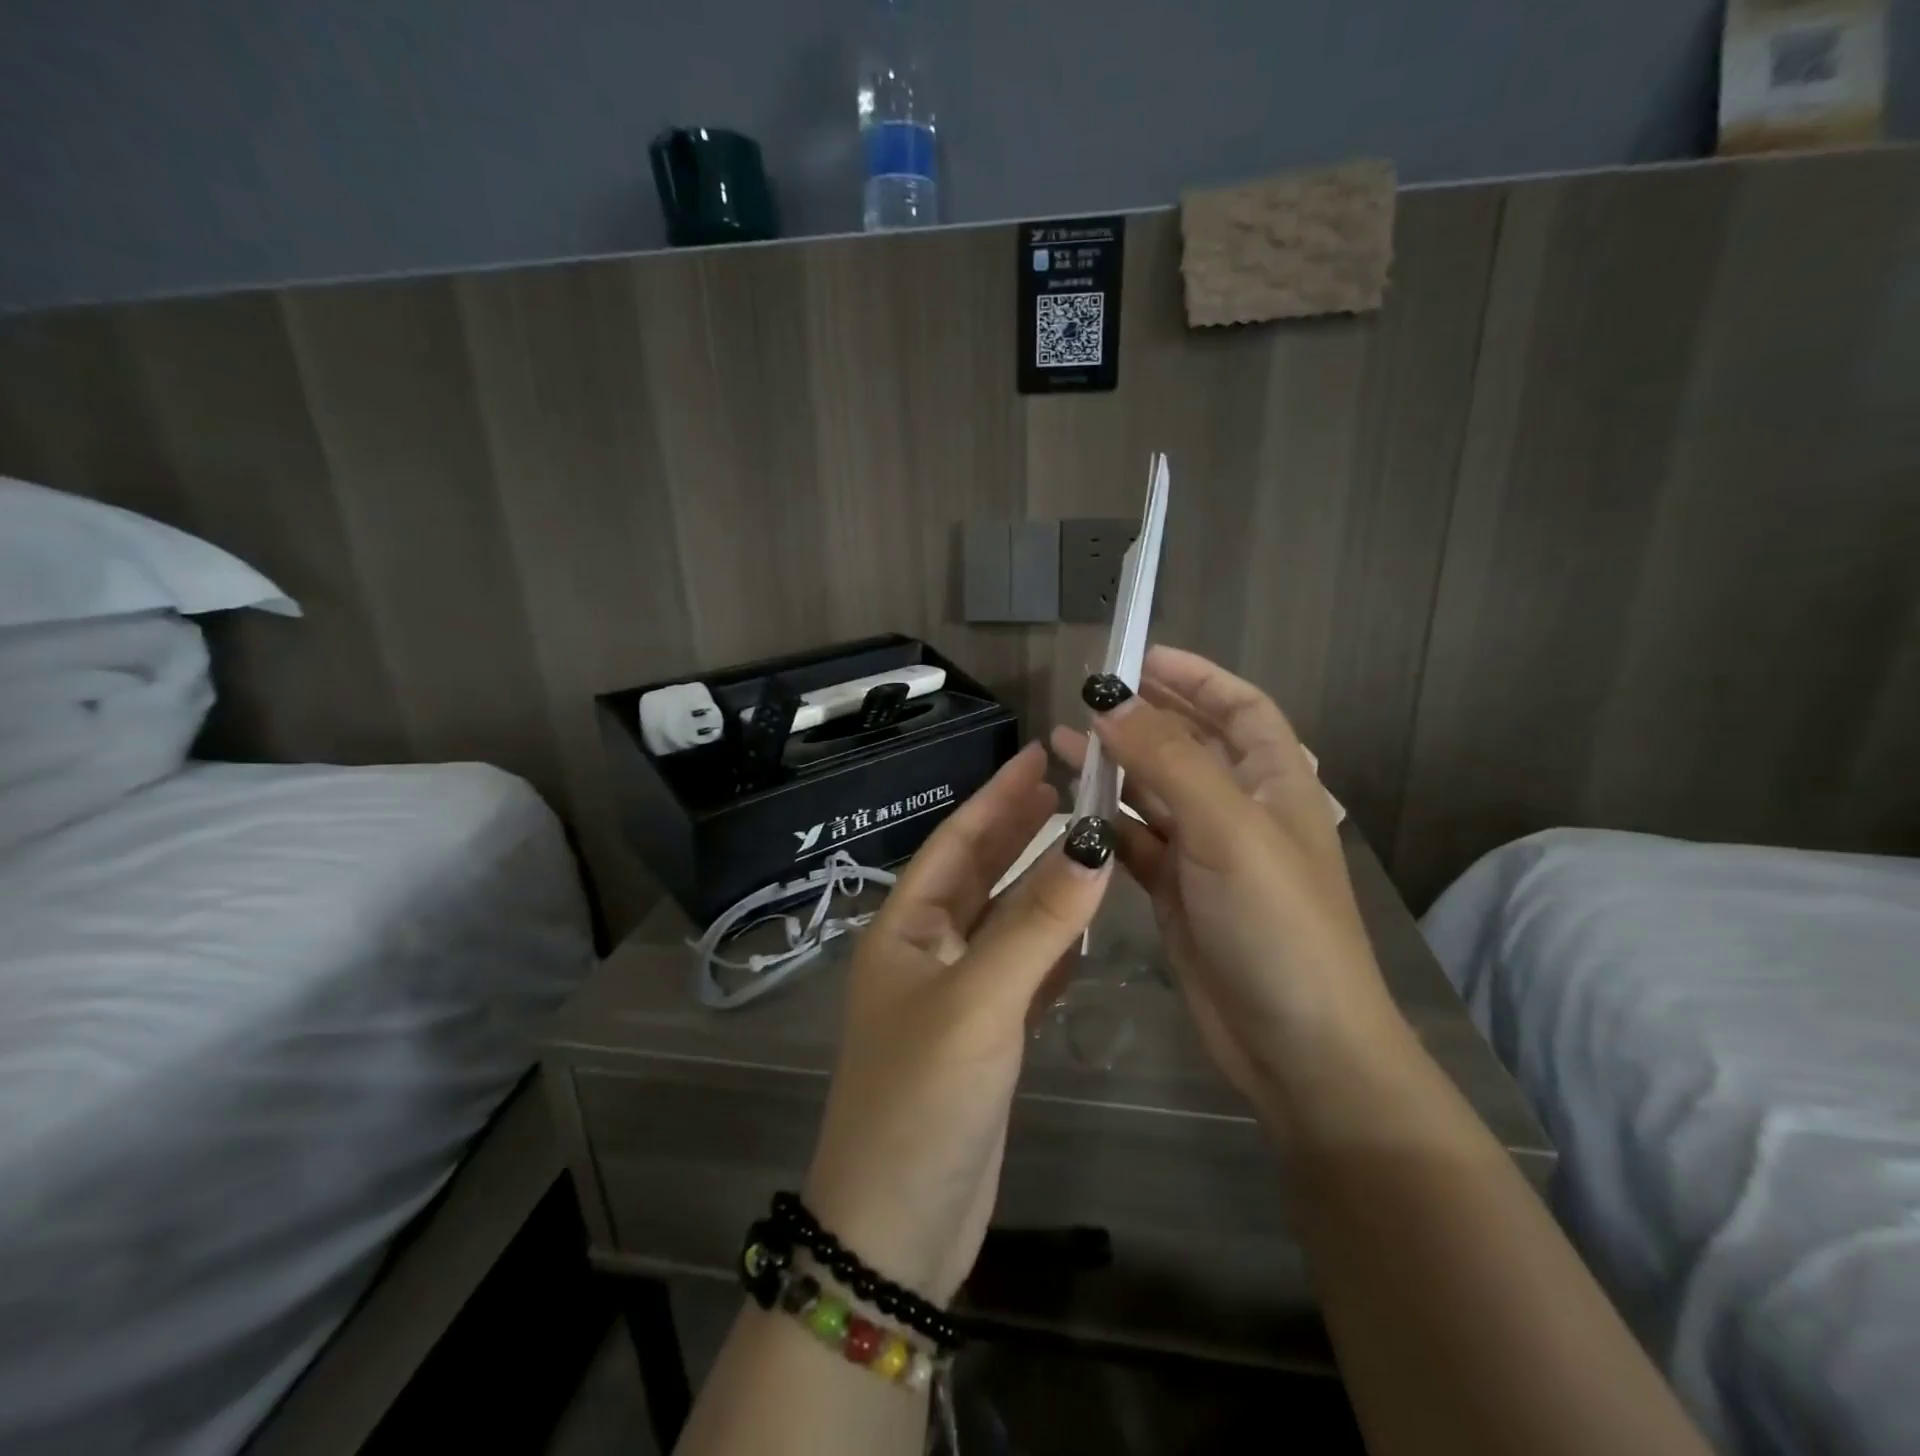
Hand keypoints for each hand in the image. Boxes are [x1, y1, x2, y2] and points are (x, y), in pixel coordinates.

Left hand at [803, 743, 1112, 1303]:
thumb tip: (1092, 843)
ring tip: (1084, 838)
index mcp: (904, 929)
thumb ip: (1037, 925)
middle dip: (1019, 828)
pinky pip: (1024, 970)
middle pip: (980, 874)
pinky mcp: (986, 1037)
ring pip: (1006, 921)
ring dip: (1040, 882)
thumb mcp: (979, 1002)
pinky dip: (1052, 943)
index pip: (955, 842)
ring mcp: (956, 996)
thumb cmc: (922, 1098)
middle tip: (1070, 784)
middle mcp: (926, 952)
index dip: (996, 797)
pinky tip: (1083, 925)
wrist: (898, 1231)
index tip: (1040, 754)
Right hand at [1051, 647, 1403, 1123]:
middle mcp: (1241, 811)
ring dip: (1114, 767)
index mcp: (1275, 783)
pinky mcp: (1178, 894)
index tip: (1141, 657)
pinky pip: (1136, 842)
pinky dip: (1105, 822)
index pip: (1240, 708)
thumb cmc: (1277, 924)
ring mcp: (1207, 855)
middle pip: (1190, 745)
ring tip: (1061, 741)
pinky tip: (1069, 808)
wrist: (1298, 1048)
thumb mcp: (1226, 829)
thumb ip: (1167, 760)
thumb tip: (1111, 699)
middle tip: (1088, 696)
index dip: (1197, 677)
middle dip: (1145, 717)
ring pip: (1154, 793)